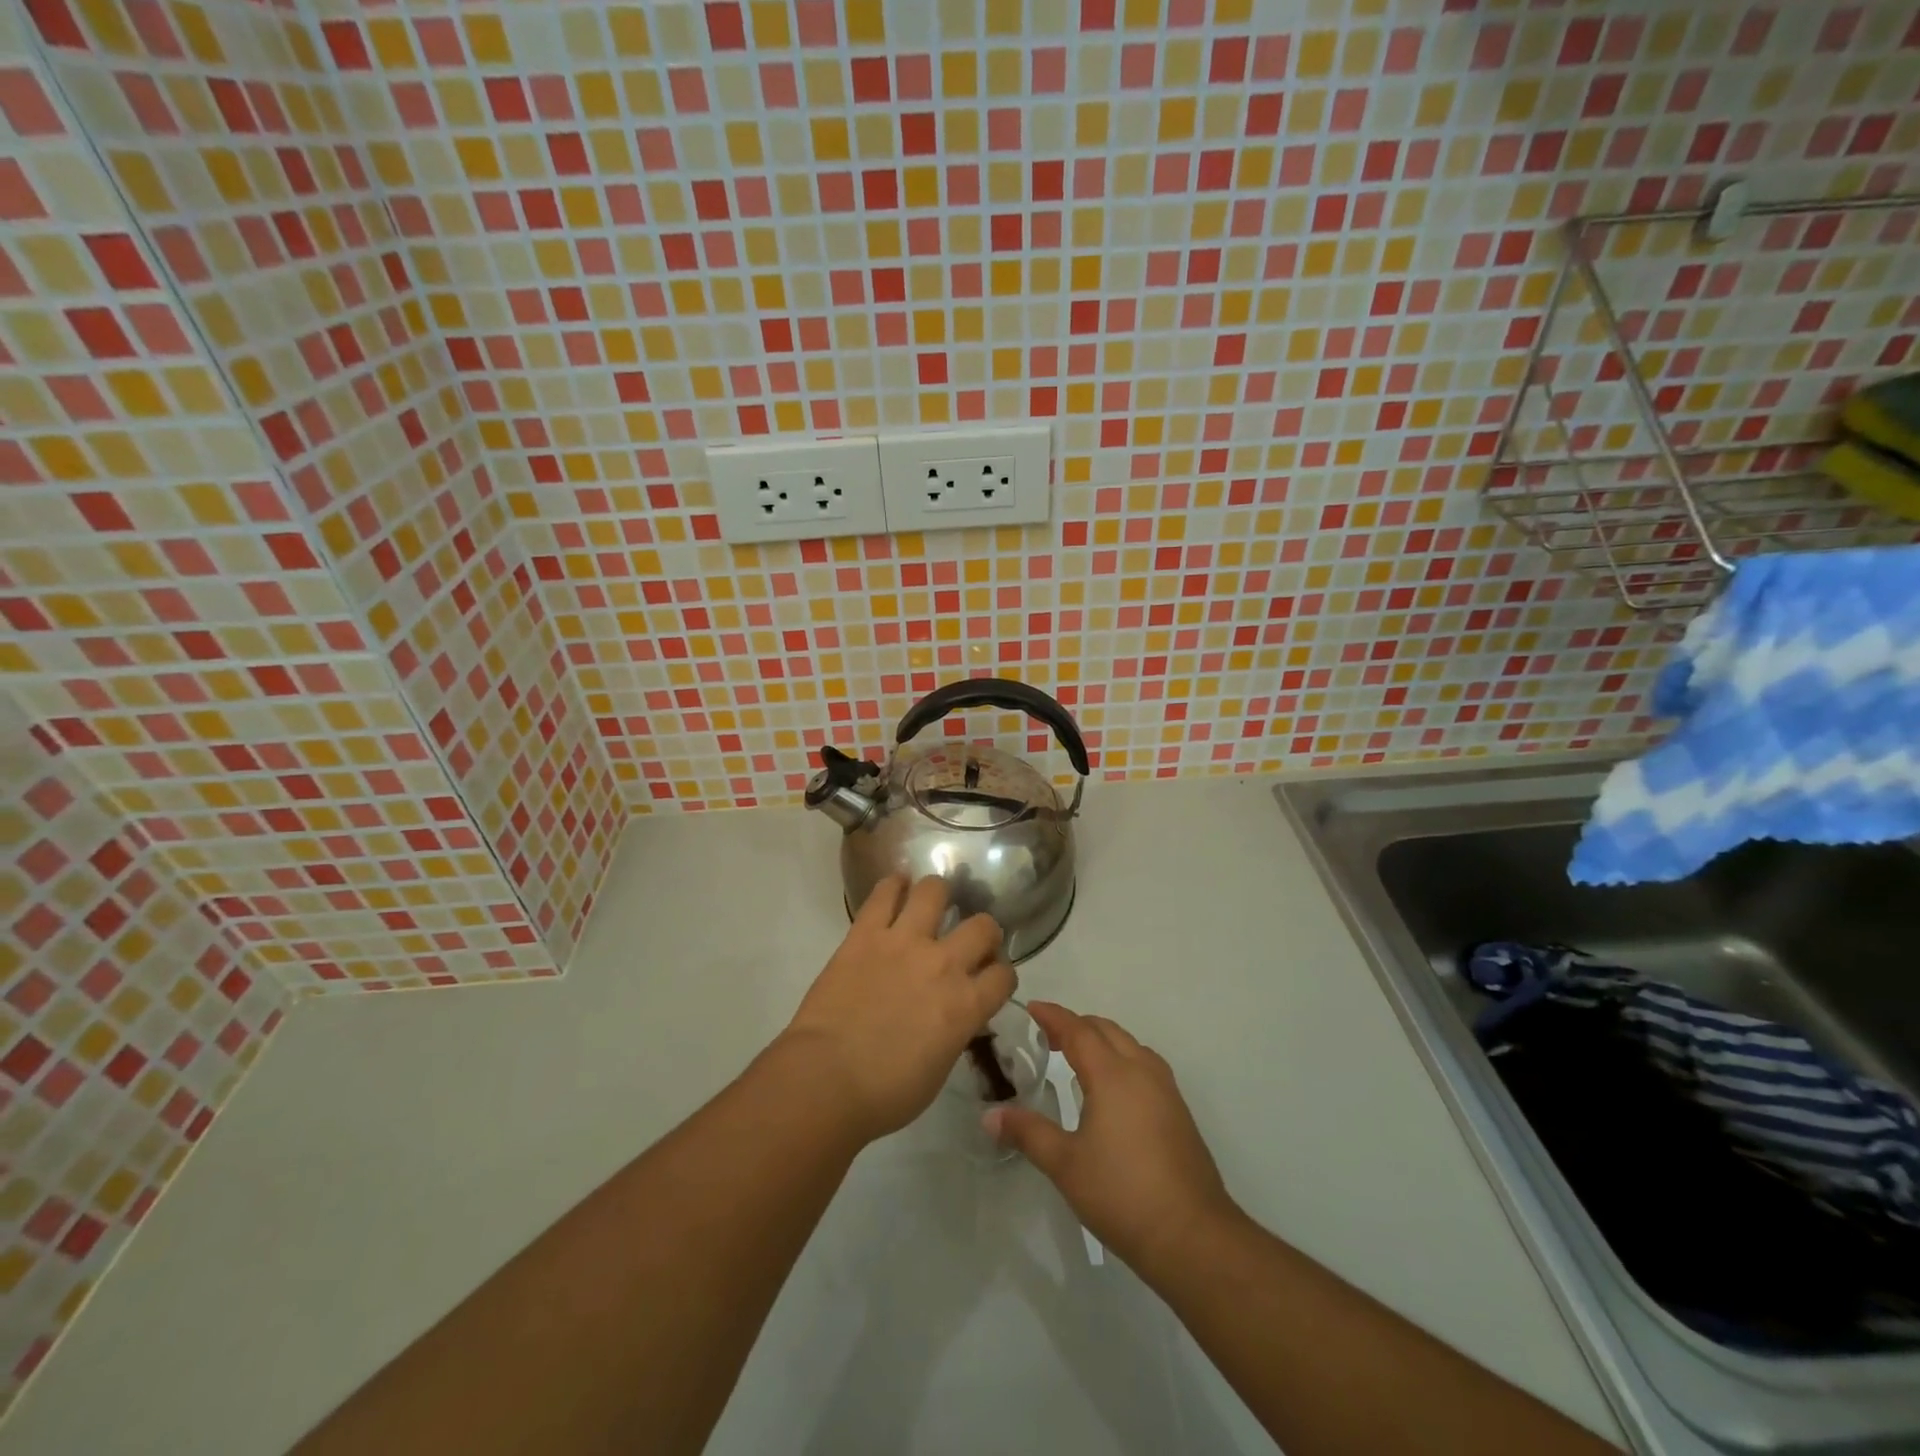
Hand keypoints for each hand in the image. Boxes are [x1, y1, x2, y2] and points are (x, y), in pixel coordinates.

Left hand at [780, 875, 1015, 1144]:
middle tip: (967, 941)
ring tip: (931, 903)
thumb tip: (953, 1016)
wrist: (826, 1079)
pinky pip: (884, 893)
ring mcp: (904, 942)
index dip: (1001, 975)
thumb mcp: (939, 1068)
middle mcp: (944, 964)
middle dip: (983, 932)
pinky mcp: (866, 933)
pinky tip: (896, 887)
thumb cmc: (885, 1093)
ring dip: (938, 895)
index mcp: (966, 1005)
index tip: (989, 978)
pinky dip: (893, 885)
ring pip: (935, 891)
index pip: (1004, 974)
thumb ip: (955, 1031)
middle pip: (983, 926)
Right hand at [986, 1002, 1239, 1279]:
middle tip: (1047, 1036)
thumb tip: (989, 1116)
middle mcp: (1142, 1071)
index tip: (1032, 1008)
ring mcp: (1166, 1090)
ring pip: (1130, 1045)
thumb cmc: (1122, 1194)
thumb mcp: (1065, 1164)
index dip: (1053, 1016)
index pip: (1078, 1030)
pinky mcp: (1178, 1112)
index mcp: (1112, 1074)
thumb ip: (1028, 1133)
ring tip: (1077, 1057)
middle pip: (1106, 1030)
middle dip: (1076, 1025)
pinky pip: (1145, 1065)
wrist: (1192, 1236)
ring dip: (1102, 1040)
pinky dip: (1121, 1059)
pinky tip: (1111, 1089)